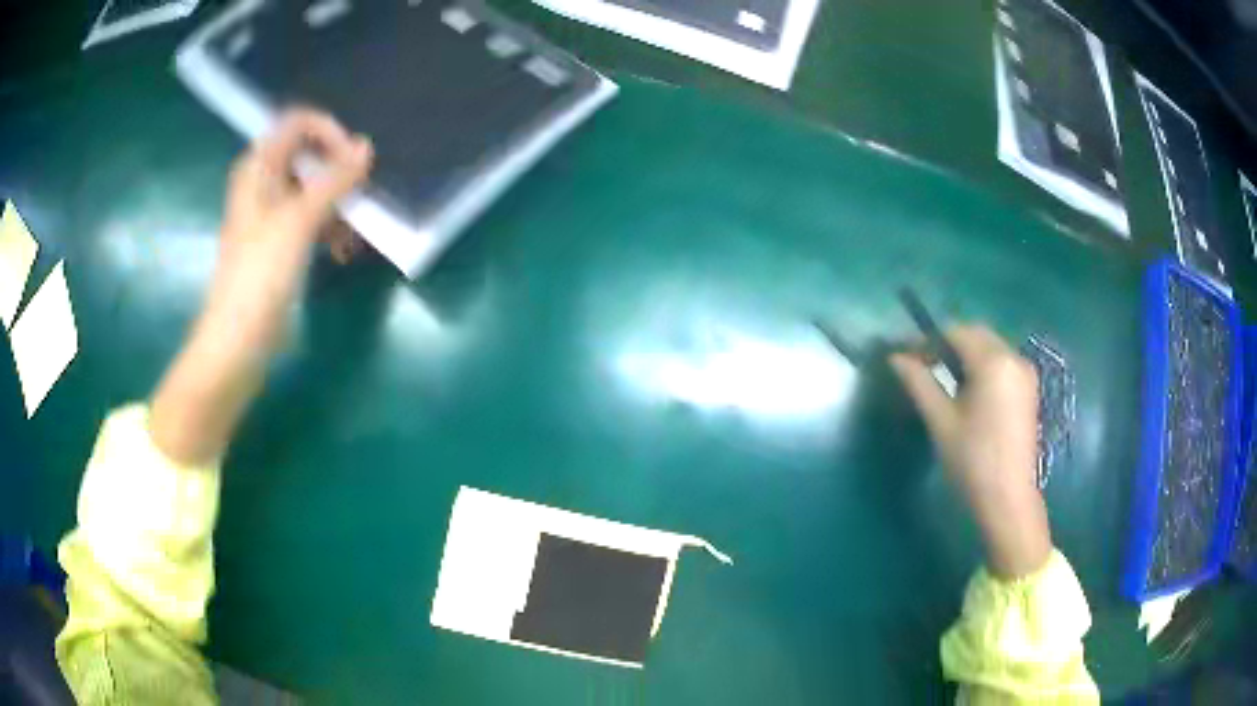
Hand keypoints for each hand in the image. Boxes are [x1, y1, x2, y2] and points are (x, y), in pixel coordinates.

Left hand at [151, 109, 373, 465]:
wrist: (238, 340)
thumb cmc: (261, 273)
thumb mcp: (299, 219)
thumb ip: (335, 180)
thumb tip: (366, 147)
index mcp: (258, 167)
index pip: (298, 123)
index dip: (329, 133)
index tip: (353, 159)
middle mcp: (263, 184)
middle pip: (308, 157)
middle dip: (338, 173)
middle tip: (360, 195)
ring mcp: (270, 216)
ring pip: (313, 191)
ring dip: (338, 205)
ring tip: (354, 232)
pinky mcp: (279, 245)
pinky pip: (310, 221)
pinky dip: (328, 229)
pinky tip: (342, 251)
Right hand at [890, 325, 1051, 578]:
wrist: (1008, 499)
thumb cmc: (972, 460)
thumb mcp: (941, 421)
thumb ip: (919, 382)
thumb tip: (896, 357)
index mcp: (993, 361)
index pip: (956, 332)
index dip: (928, 340)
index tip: (906, 357)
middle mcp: (1013, 357)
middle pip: (976, 335)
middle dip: (948, 343)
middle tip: (922, 366)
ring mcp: (1025, 373)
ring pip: (990, 347)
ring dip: (965, 354)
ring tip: (942, 378)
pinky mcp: (1029, 389)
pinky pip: (1001, 363)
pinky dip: (982, 366)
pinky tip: (968, 390)